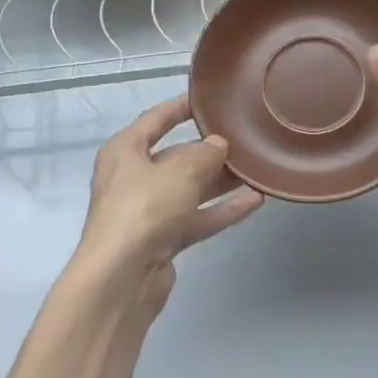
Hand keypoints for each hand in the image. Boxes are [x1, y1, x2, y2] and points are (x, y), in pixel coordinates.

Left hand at [68, 94, 263, 314]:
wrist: (121, 278)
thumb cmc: (144, 208)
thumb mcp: (179, 172)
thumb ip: (204, 154)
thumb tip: (218, 144)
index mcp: (125, 151)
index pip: (155, 119)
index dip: (181, 107)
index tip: (209, 99)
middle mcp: (133, 177)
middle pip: (176, 156)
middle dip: (209, 150)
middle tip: (245, 138)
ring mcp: (148, 211)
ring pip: (190, 188)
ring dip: (220, 181)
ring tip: (256, 168)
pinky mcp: (163, 239)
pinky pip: (197, 217)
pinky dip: (222, 209)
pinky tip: (255, 201)